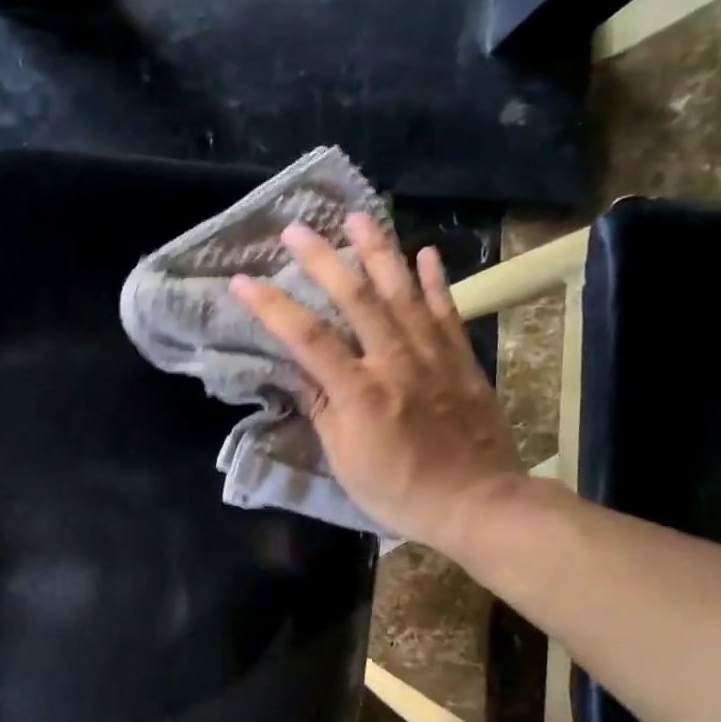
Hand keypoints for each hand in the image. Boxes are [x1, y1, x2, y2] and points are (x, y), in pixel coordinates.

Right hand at [229, 214, 522, 550]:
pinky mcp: (462, 359)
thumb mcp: (346, 461)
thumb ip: (322, 412)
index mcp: (360, 392)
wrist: (478, 504)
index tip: (242, 281)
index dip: (272, 306)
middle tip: (296, 229)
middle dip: (322, 260)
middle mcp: (395, 361)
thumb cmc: (400, 492)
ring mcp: (433, 355)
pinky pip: (447, 310)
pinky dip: (434, 280)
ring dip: (377, 251)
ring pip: (402, 292)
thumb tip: (297, 373)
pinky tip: (424, 252)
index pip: (308, 338)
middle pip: (356, 298)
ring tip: (357, 217)